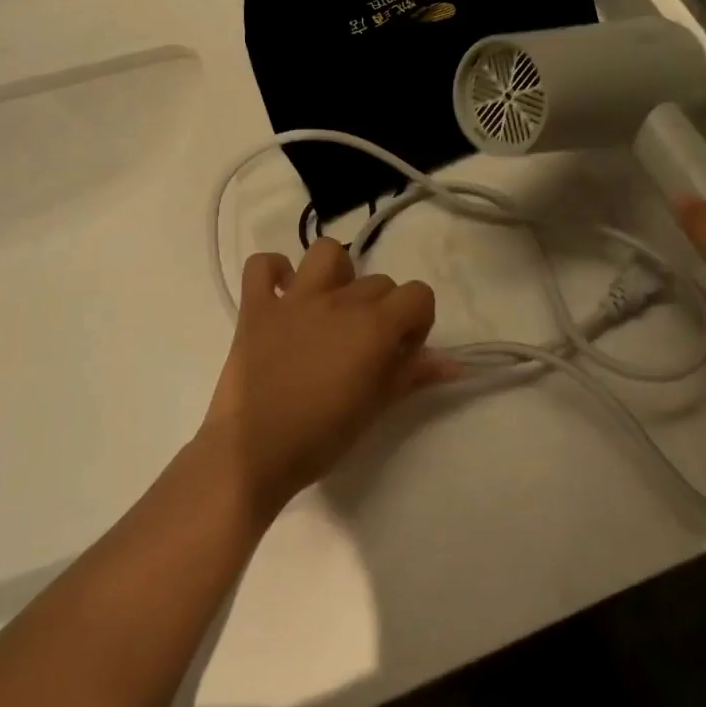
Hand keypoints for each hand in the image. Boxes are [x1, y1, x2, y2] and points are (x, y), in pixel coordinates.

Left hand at [203, 238, 452, 515]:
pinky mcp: (256, 307)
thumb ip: (413, 375)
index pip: (418, 294)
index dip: (418, 322)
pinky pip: (262, 265)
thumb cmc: (322, 436)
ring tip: (331, 306)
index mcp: (373, 325)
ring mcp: (294, 299)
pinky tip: (281, 295)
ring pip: (326, 252)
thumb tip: (452, 364)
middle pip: (379, 282)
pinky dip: (274, 272)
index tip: (402, 353)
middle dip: (382, 311)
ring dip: (336, 273)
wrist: (253, 453)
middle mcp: (338, 300)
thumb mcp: (376, 407)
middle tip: (366, 349)